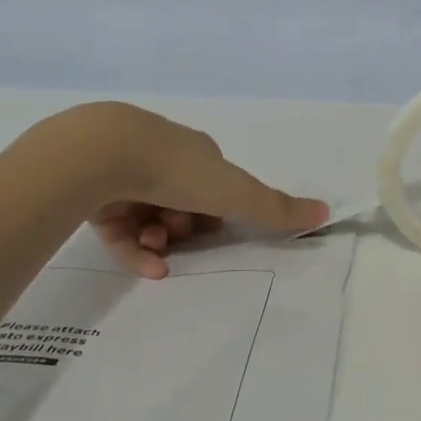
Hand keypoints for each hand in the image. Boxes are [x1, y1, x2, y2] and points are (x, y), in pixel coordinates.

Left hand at [51, 103, 327, 277]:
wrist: (101, 154)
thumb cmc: (175, 170)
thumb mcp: (234, 192)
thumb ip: (275, 208)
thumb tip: (327, 212)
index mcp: (195, 153)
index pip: (214, 185)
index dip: (219, 211)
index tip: (218, 229)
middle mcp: (160, 158)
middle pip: (182, 203)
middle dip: (186, 228)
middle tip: (181, 238)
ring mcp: (123, 173)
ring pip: (150, 218)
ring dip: (161, 242)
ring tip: (156, 251)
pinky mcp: (93, 193)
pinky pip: (119, 230)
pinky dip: (134, 250)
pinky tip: (146, 267)